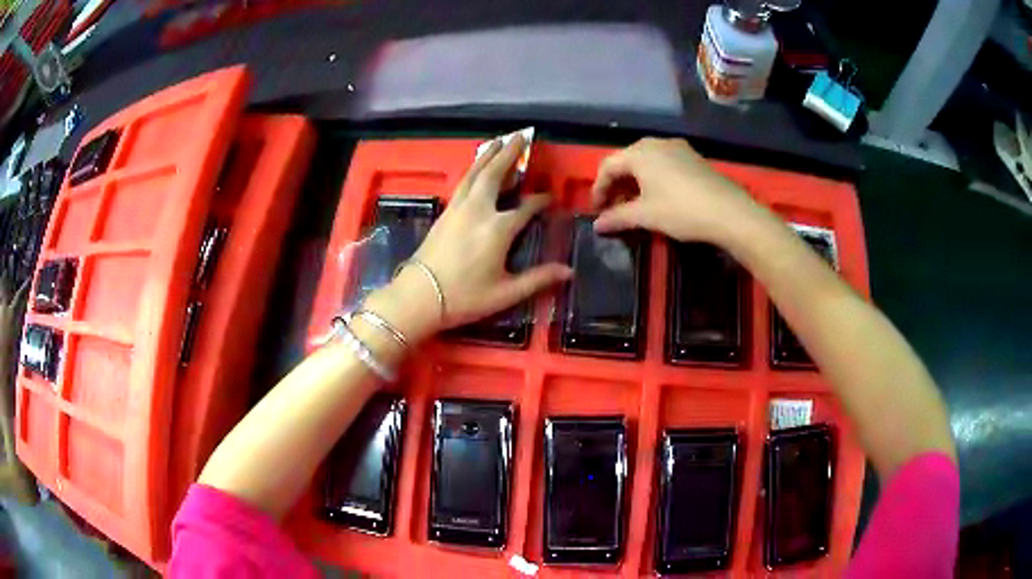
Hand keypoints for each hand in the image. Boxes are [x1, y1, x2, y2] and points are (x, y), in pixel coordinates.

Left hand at [370, 135, 571, 338]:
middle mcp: (479, 210)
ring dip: (488, 155)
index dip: (540, 201)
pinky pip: (463, 182)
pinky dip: (473, 170)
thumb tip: (568, 271)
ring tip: (498, 140)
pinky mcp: (444, 212)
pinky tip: (475, 169)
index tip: (549, 197)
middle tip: (520, 136)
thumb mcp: (506, 293)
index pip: (526, 207)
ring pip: (475, 173)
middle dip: (509, 154)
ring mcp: (458, 208)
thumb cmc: (464, 297)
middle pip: (496, 174)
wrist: (419, 297)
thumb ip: (538, 279)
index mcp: (498, 228)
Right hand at [591, 138, 758, 243]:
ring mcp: (678, 148)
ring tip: (635, 205)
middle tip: (614, 208)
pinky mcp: (694, 158)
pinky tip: (659, 198)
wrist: (729, 212)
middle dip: (617, 185)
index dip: (598, 189)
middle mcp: (656, 143)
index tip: (597, 211)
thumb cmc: (681, 210)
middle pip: (627, 161)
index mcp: (639, 153)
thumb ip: (618, 217)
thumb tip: (597, 224)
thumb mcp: (645, 216)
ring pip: (647, 162)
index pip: (608, 166)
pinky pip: (665, 164)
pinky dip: (654, 179)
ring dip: (636, 182)